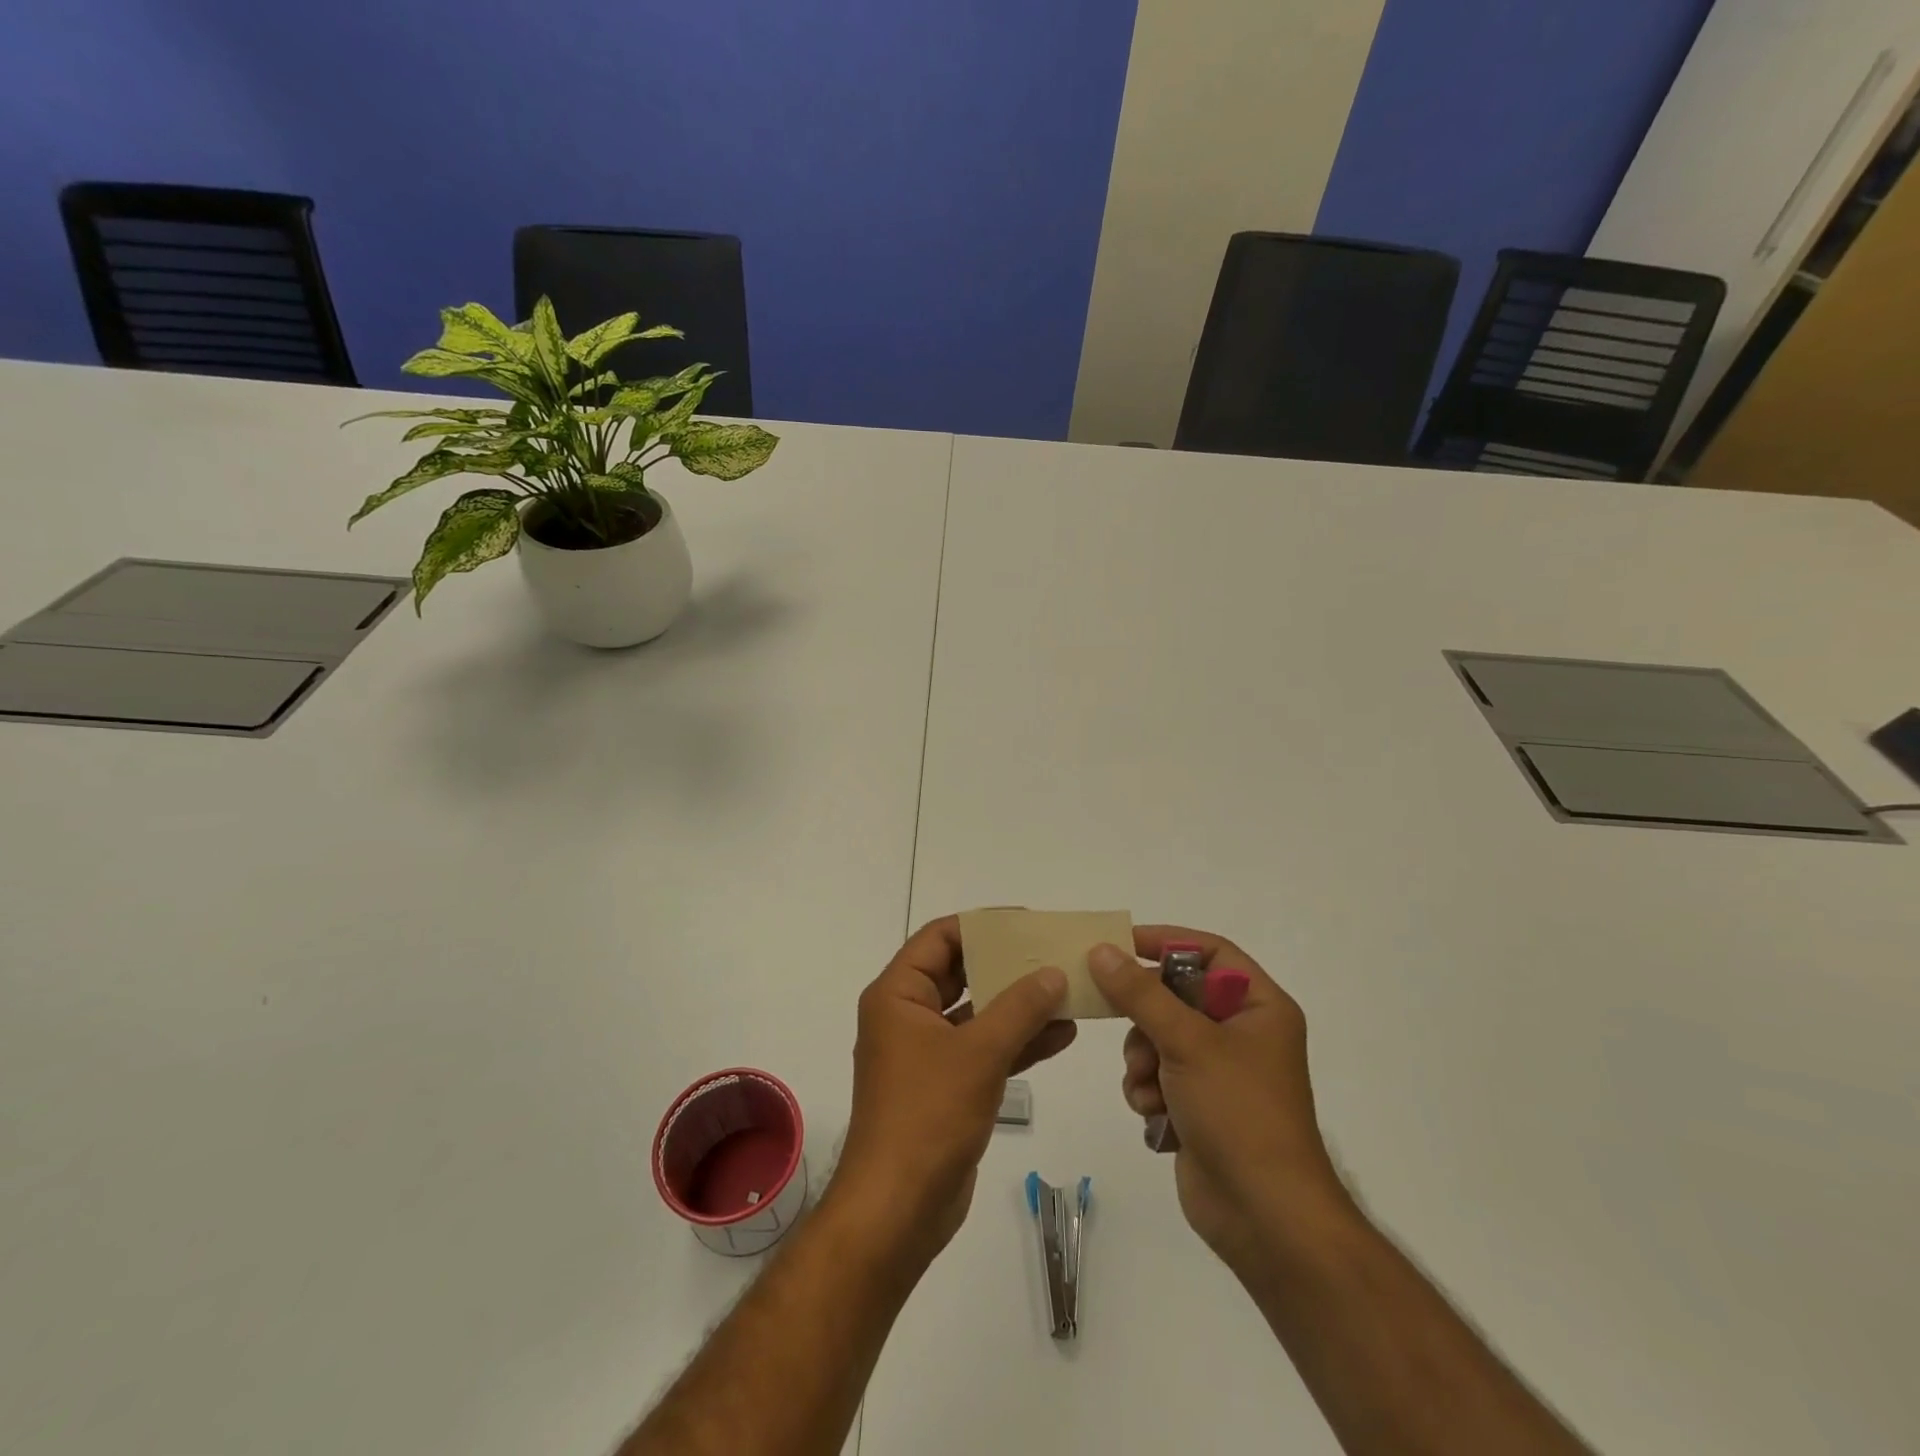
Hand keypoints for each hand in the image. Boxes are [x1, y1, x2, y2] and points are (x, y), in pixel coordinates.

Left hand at [834, 916, 1075, 1263]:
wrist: (898, 1210)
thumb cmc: (928, 1116)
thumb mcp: (979, 1053)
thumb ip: (1020, 1008)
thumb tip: (1054, 973)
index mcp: (897, 995)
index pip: (940, 938)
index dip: (982, 925)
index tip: (1026, 922)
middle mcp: (908, 1015)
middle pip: (960, 972)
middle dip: (1007, 965)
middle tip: (1052, 953)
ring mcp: (927, 1053)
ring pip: (977, 1013)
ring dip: (1019, 1004)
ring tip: (1067, 990)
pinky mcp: (946, 1085)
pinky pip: (984, 1049)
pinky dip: (1017, 1041)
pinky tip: (1062, 1034)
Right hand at [1088, 927, 1348, 1270]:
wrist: (1265, 1218)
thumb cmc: (1238, 1113)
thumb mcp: (1187, 1042)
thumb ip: (1139, 993)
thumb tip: (1101, 951)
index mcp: (1259, 1007)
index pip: (1210, 951)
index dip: (1166, 942)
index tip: (1119, 944)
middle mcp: (1242, 1033)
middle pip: (1176, 995)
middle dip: (1145, 1016)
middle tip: (1120, 1020)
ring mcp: (1219, 1072)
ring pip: (1159, 1037)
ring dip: (1142, 1059)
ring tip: (1148, 1085)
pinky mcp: (1199, 1105)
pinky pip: (1158, 1075)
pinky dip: (1148, 1090)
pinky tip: (1154, 1113)